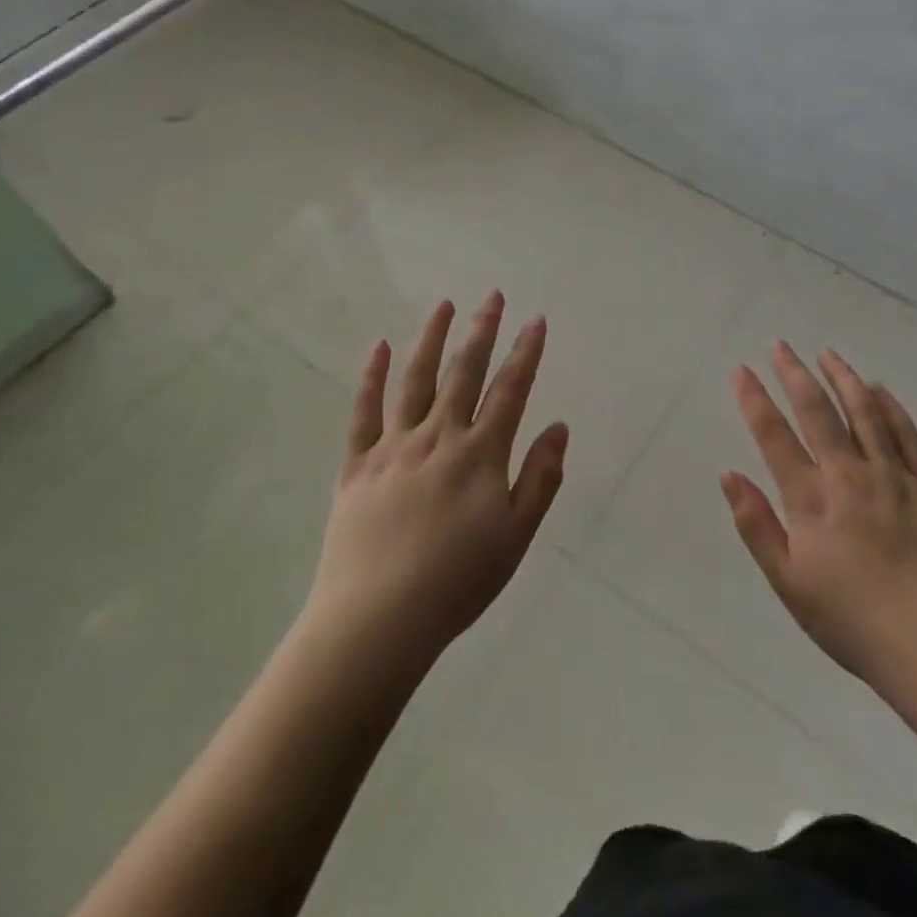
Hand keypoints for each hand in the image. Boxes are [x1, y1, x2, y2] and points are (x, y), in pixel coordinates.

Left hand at [305, 291, 567, 671]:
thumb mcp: (516, 536)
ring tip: (443, 305)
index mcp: (480, 455)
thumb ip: (540, 478)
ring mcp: (394, 448)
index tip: (536, 320)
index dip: (526, 353)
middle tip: (492, 295)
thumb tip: (559, 426)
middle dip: (482, 331)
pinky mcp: (357, 465)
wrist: (378, 621)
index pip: (510, 390)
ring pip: (416, 381)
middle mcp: (438, 438)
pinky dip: (372, 377)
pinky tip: (380, 348)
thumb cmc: (457, 582)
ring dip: (431, 339)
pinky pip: (364, 412)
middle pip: (464, 373)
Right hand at [722, 342, 916, 686]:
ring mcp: (892, 477)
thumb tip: (728, 473)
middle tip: (780, 345)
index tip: (741, 369)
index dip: (754, 398)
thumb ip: (756, 525)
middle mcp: (849, 475)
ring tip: (828, 353)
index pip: (774, 435)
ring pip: (864, 412)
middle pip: (817, 411)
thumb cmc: (850, 620)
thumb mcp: (788, 582)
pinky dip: (891, 407)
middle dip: (794, 373)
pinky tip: (879, 389)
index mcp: (811, 499)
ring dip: (843, 378)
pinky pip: (907, 436)